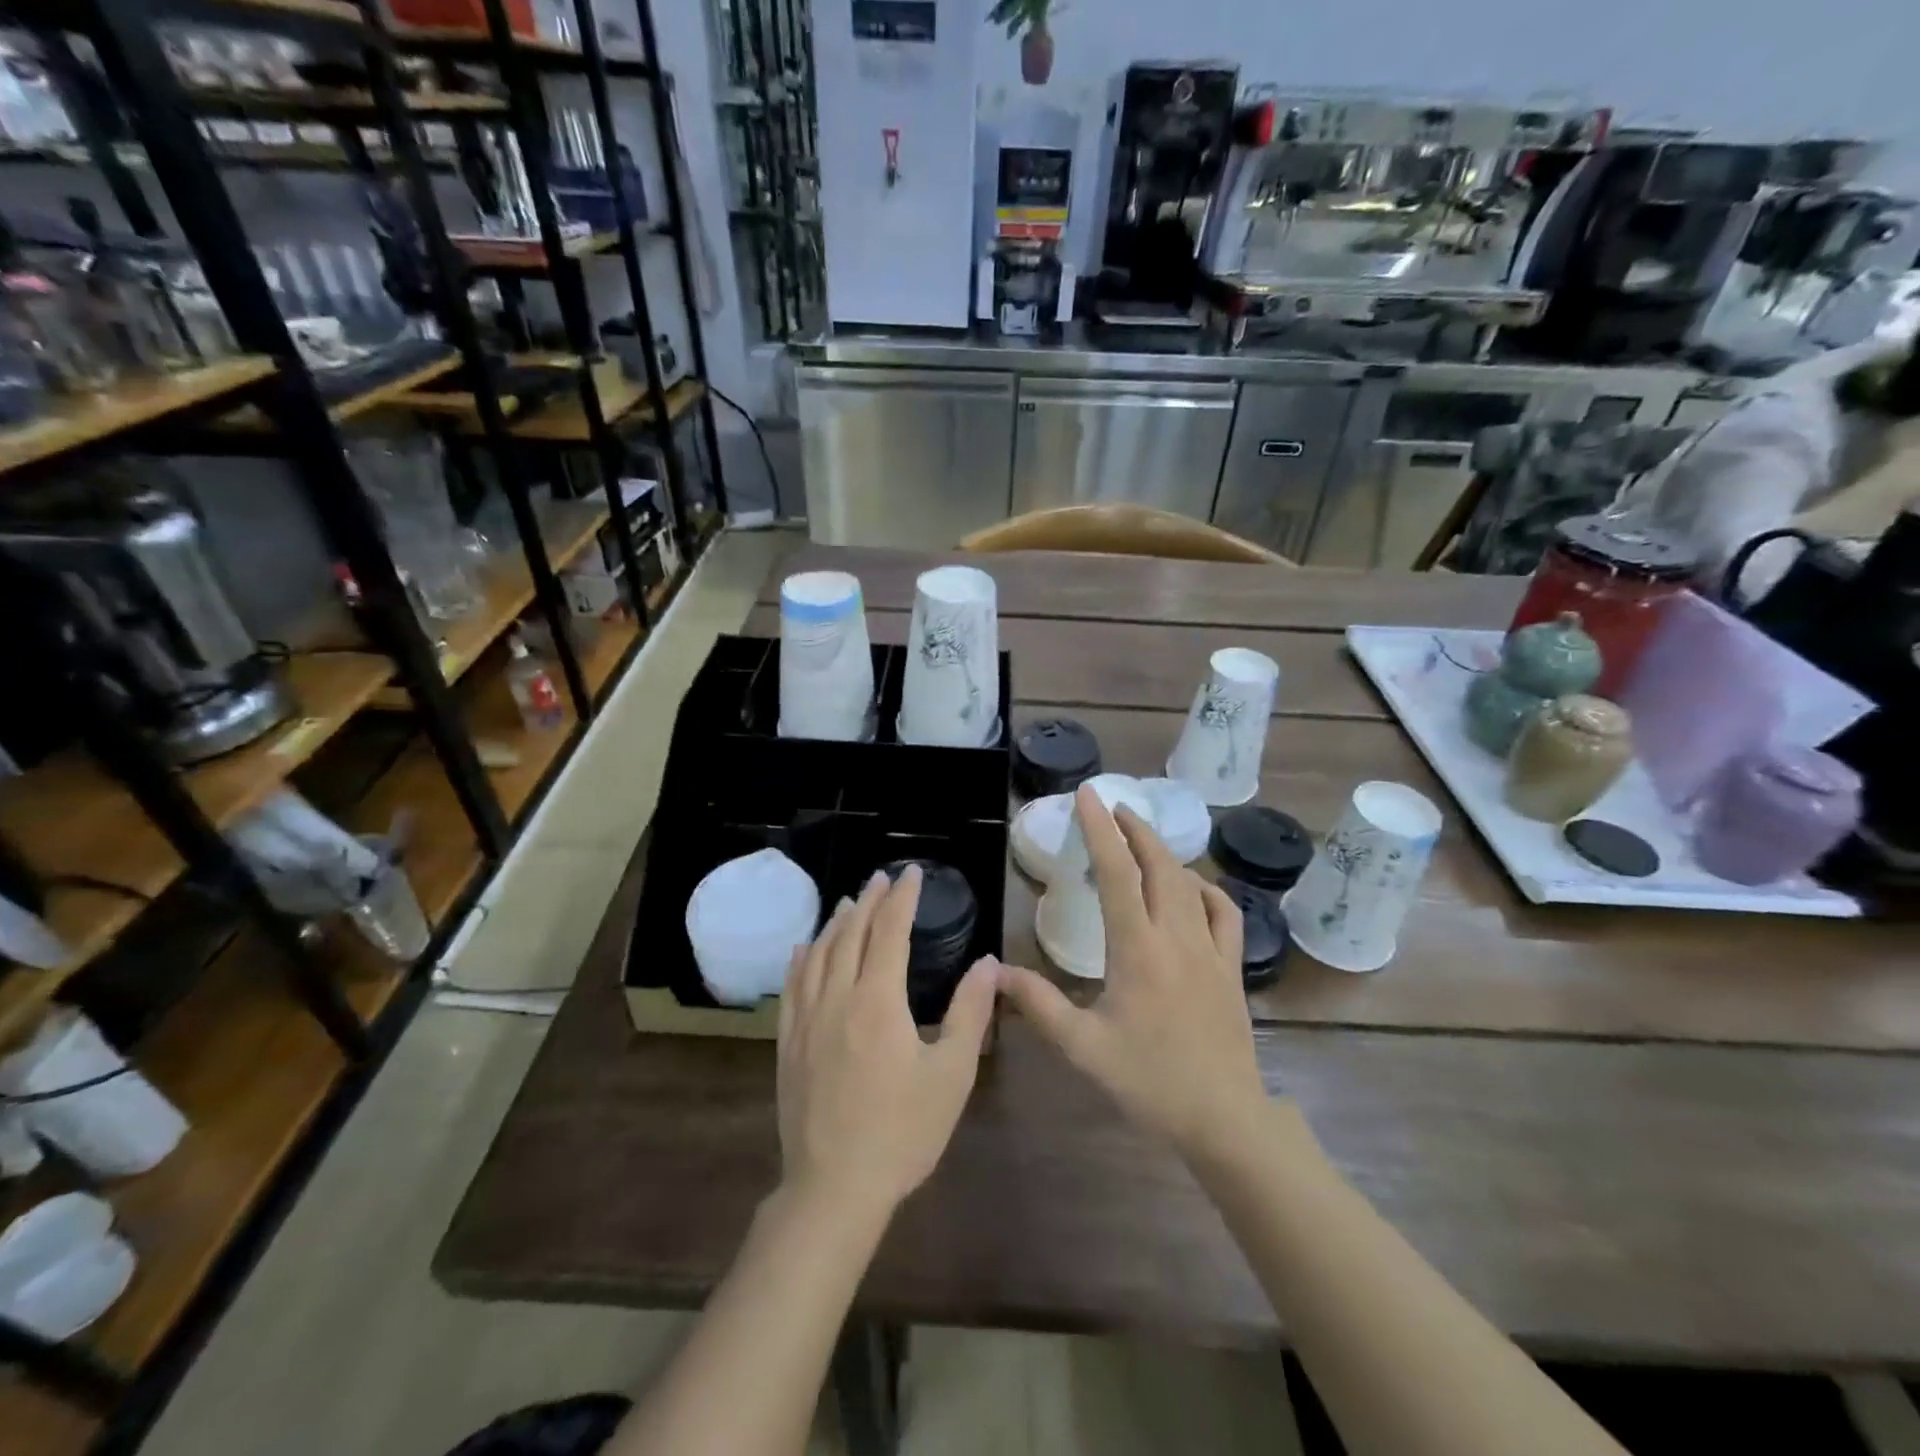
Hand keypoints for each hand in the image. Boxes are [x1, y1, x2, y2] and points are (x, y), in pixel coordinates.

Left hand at [777, 864, 995, 1216]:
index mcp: (878, 1001)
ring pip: (818, 954)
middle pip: (850, 934)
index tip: (911, 873)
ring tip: (849, 902)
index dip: (902, 898)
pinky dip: (802, 957)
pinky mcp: (788, 1043)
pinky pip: (793, 985)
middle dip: (869, 901)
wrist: (835, 1187)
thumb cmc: (903, 1131)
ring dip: (836, 923)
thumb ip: (970, 1012)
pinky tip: (805, 948)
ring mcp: (806, 1020)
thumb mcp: (952, 1073)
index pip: (890, 932)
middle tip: (881, 878)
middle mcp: (837, 998)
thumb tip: (987, 963)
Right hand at [996, 785, 1268, 1159]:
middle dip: (1134, 829)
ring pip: (1190, 884)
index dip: (1100, 830)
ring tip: (1141, 838)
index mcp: (1138, 949)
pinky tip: (1194, 887)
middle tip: (1112, 808)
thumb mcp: (1083, 1047)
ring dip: (1164, 852)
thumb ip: (1039, 1005)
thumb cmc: (1149, 1081)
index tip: (1088, 796)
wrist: (1224, 1119)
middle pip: (1159, 866)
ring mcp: (1210, 950)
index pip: (1118, 873)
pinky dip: (1206, 888)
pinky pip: (1224, 913)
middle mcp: (1177, 937)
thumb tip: (995, 972)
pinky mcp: (1231, 968)